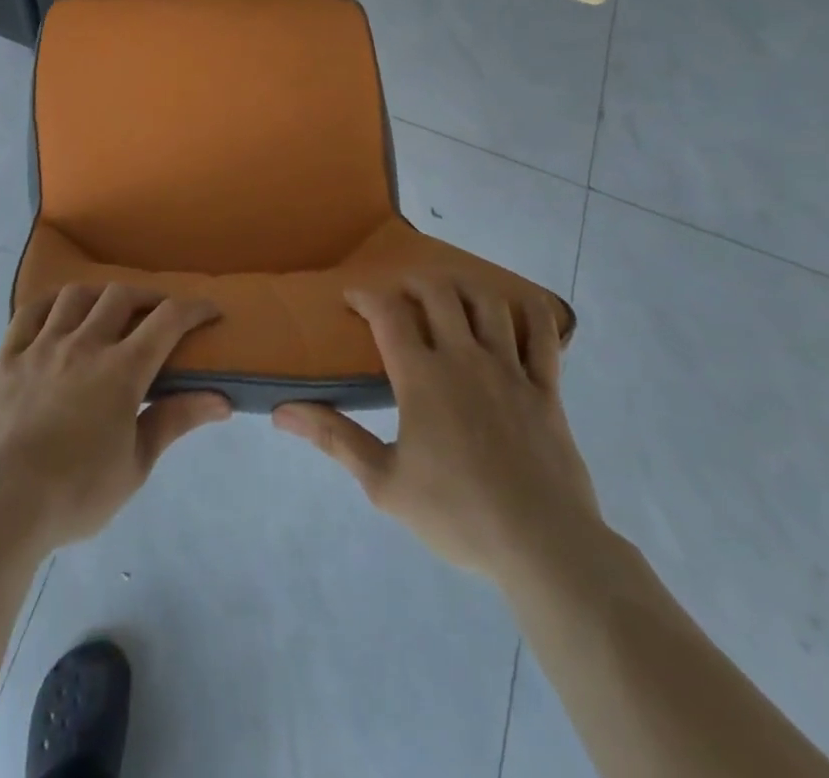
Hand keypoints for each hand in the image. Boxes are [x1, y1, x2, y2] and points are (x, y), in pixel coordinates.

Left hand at [0, 283, 229, 550]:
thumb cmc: (75, 492)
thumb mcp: (135, 466)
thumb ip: (174, 422)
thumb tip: (221, 400)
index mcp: (121, 370)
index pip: (167, 321)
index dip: (193, 308)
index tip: (209, 310)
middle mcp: (84, 344)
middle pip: (120, 296)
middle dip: (146, 297)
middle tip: (157, 312)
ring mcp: (42, 345)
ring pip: (75, 296)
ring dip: (99, 294)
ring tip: (107, 308)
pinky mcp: (8, 356)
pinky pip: (29, 312)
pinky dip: (50, 303)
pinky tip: (57, 311)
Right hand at [273, 279, 603, 586]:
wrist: (543, 548)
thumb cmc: (457, 515)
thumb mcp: (384, 483)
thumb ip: (334, 439)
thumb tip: (281, 412)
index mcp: (422, 377)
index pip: (387, 313)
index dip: (365, 295)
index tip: (351, 297)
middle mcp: (464, 359)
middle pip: (438, 293)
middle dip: (412, 282)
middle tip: (399, 294)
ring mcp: (510, 370)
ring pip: (488, 302)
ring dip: (464, 287)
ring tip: (451, 294)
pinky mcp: (547, 389)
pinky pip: (544, 335)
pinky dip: (531, 313)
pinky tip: (517, 311)